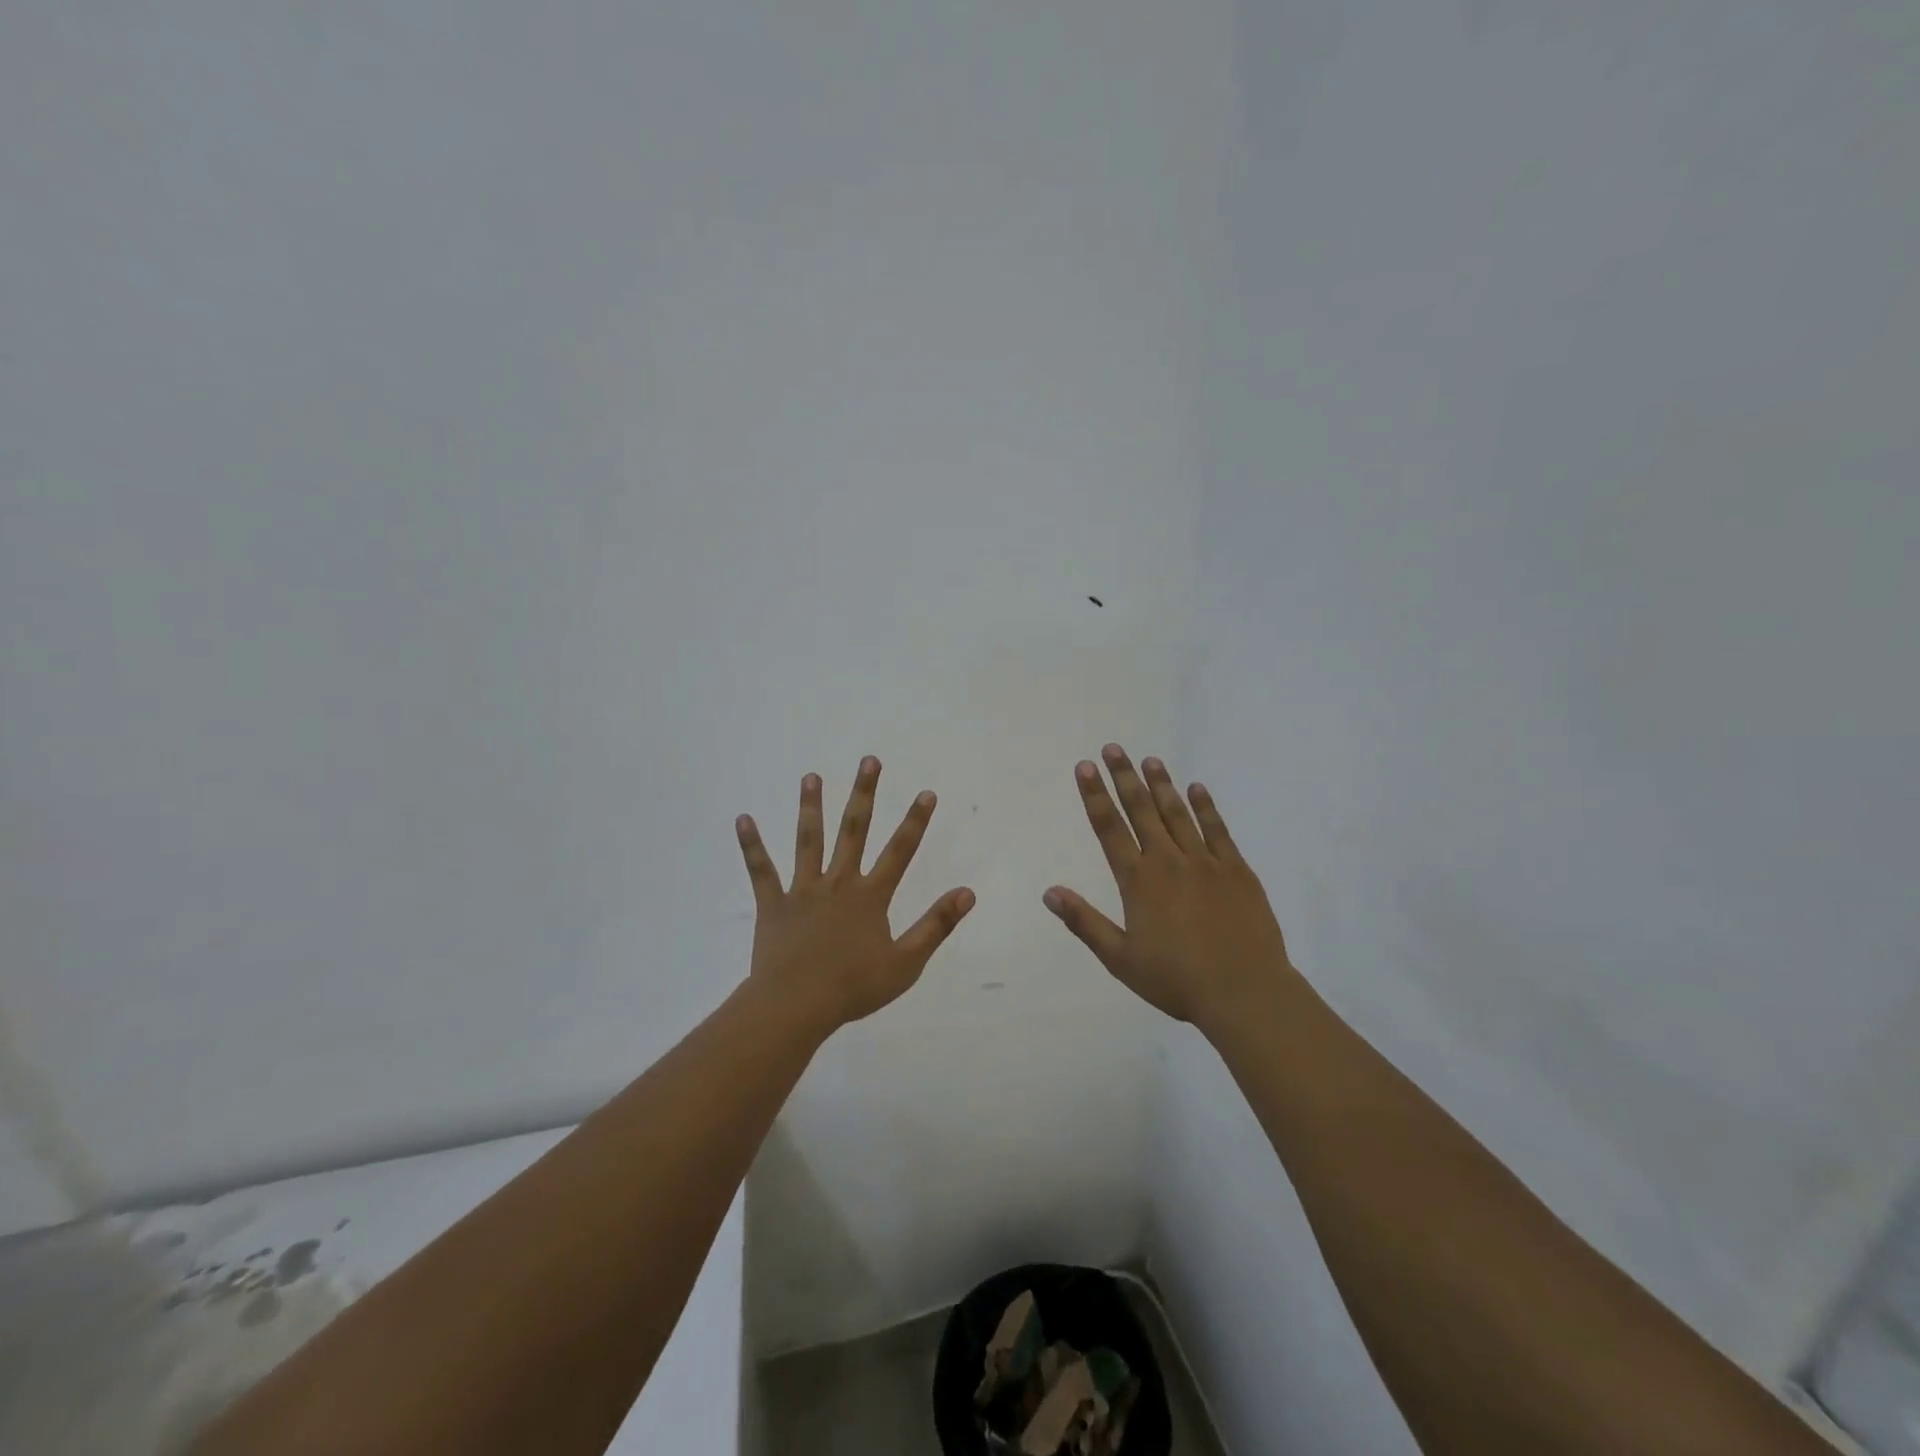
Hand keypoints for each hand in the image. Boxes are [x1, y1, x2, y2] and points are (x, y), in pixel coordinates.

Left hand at [735, 756, 974, 1031]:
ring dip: (811, 806)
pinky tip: (743, 819)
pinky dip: (751, 845)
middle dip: (864, 794)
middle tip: (869, 761)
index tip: (926, 792)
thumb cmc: (854, 987)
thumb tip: (967, 893)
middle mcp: (838, 882)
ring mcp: (803, 890)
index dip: (915, 821)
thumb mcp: (906, 962)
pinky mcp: (773, 904)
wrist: (797, 1006)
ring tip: (811, 776)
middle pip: (854, 830)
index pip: (900, 851)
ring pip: (808, 840)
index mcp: (870, 896)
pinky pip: (761, 870)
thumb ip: (936, 925)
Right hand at [1045, 744, 1296, 1029]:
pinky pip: (1217, 829)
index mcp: (1138, 881)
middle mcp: (1168, 862)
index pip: (1109, 829)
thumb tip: (1049, 892)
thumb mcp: (1120, 959)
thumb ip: (1085, 922)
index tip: (1086, 767)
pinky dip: (1205, 807)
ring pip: (1177, 813)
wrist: (1244, 992)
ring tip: (1149, 760)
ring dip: (1161, 785)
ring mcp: (1205, 862)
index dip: (1095, 796)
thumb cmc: (1176, 980)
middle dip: (1124, 777)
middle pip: (1141, 811)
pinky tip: (1197, 788)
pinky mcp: (1236, 870)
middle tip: (1113, 748)